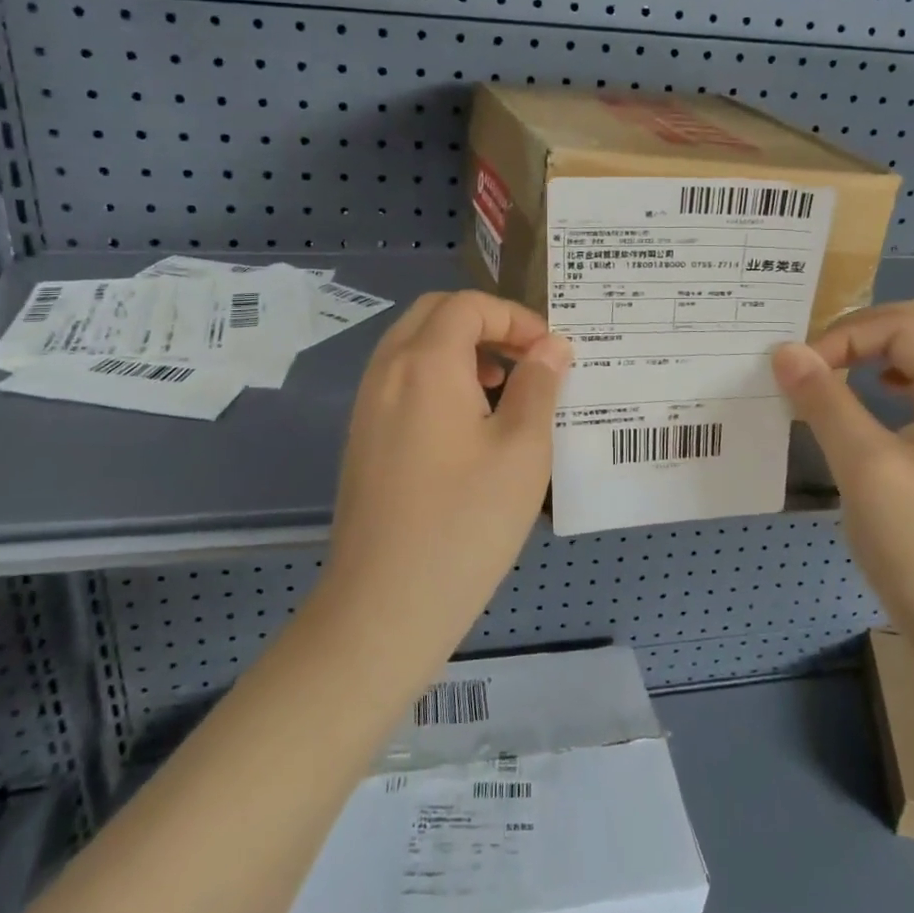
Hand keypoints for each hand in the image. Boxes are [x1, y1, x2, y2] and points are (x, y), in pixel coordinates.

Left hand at [321, 291, 572, 670]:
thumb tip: (552, 347)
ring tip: (499, 388)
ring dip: (459, 348)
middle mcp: (387, 371)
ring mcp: (367, 404)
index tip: (550, 353)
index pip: (469, 305)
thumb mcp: (522, 451)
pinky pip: (400, 379)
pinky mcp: (361, 437)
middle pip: (434, 313)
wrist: (383, 606)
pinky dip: (435, 376)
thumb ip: (539, 386)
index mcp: (426, 363)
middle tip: (524, 359)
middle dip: (485, 323)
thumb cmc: (465, 523)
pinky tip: (464, 424)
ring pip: (412, 344)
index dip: (515, 317)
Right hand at [771, 301, 913, 660]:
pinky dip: (886, 381)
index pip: (903, 324)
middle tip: (814, 362)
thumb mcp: (864, 467)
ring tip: (832, 375)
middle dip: (859, 334)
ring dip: (873, 354)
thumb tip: (785, 351)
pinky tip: (866, 404)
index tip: (802, 372)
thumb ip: (824, 400)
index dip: (845, 334)